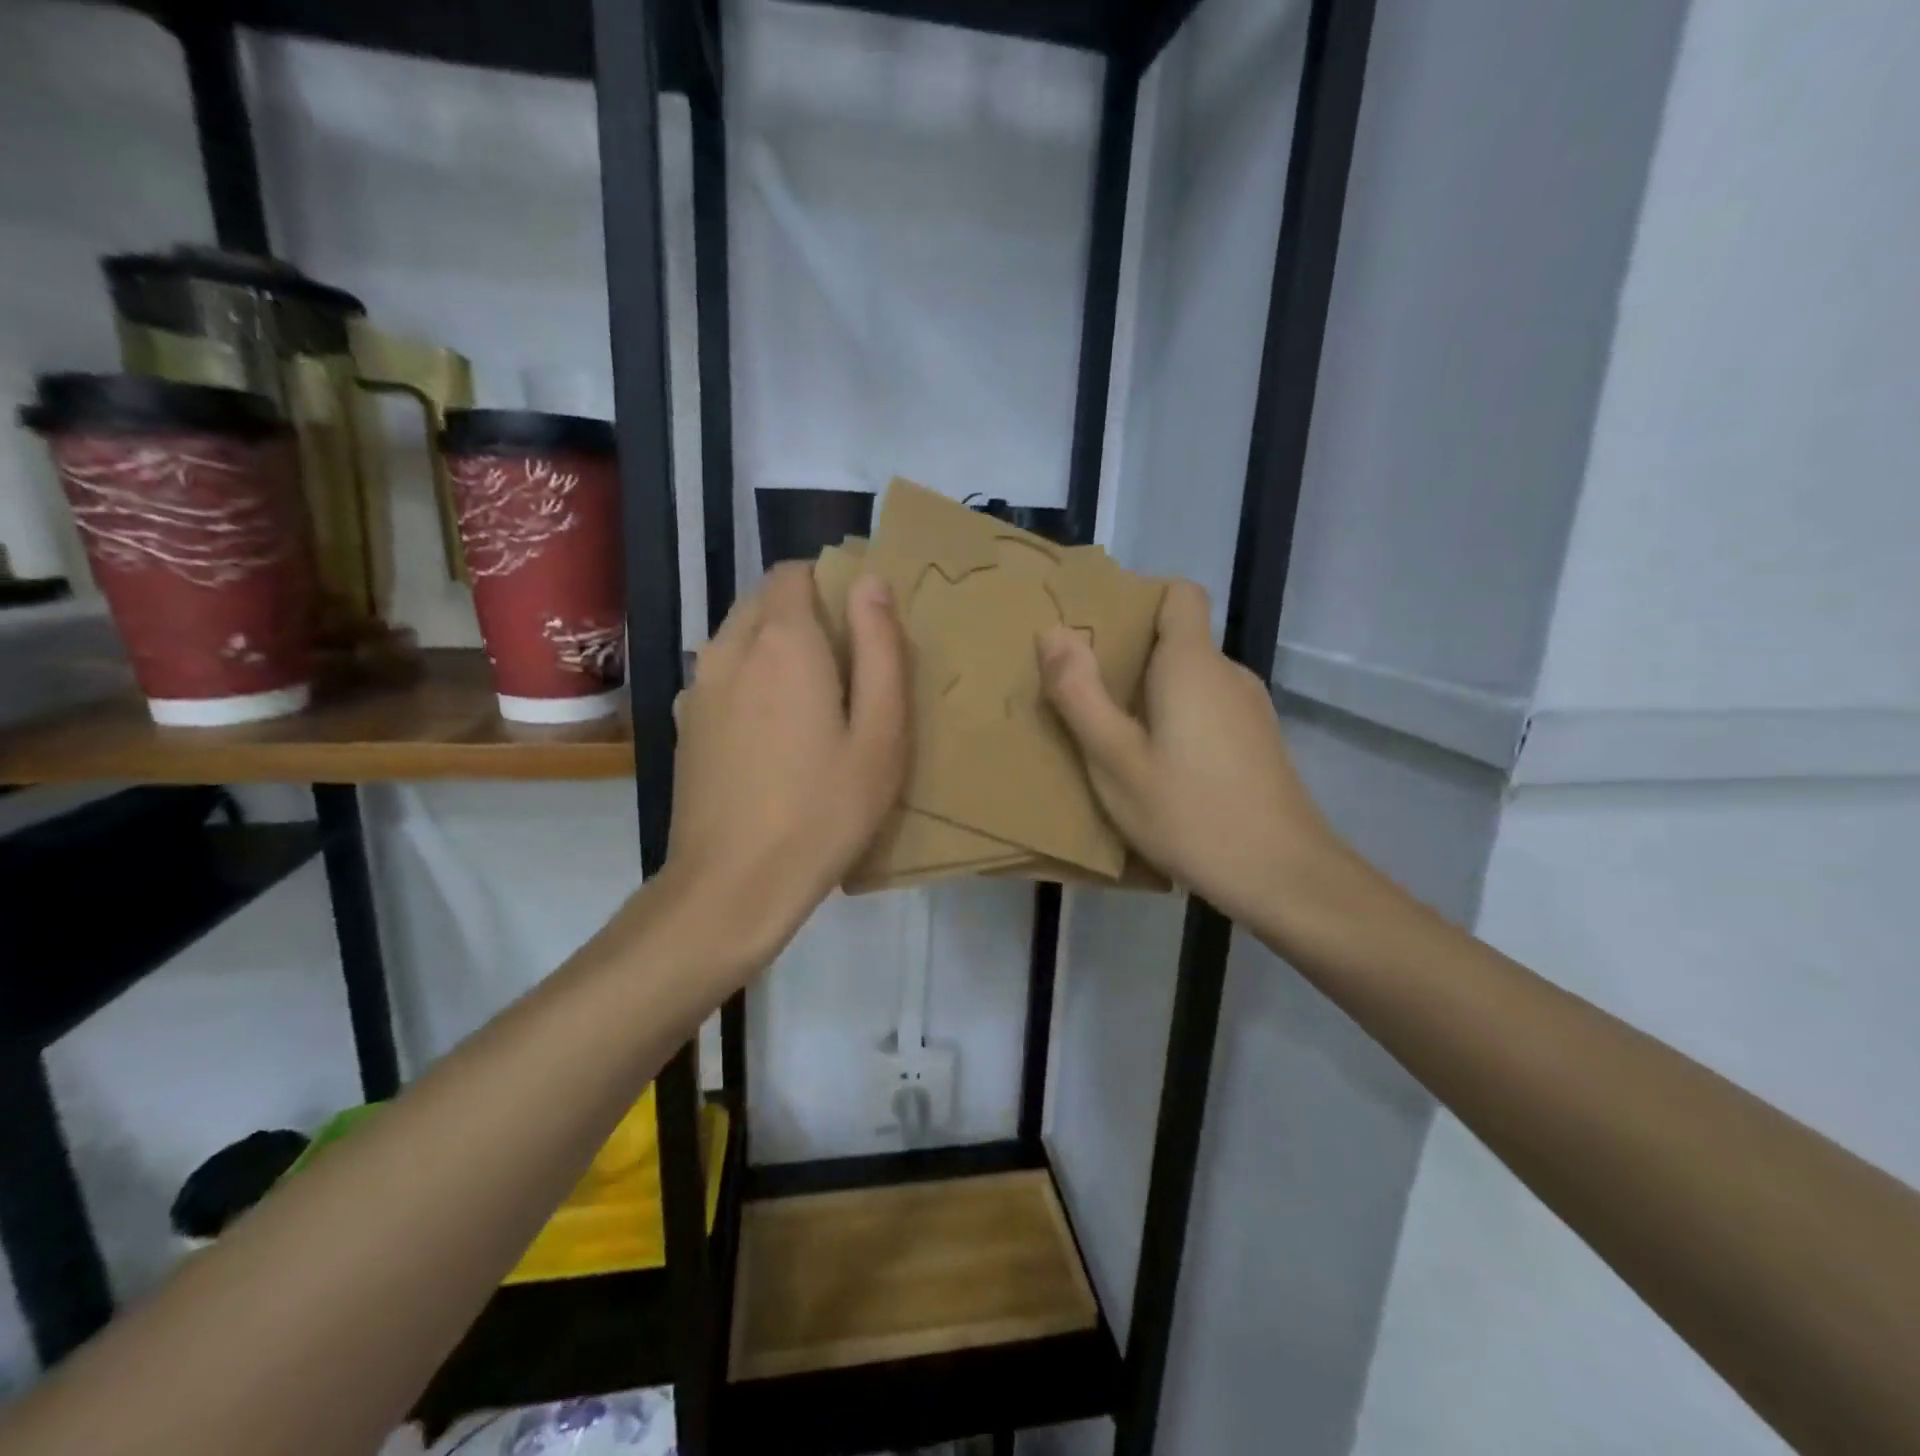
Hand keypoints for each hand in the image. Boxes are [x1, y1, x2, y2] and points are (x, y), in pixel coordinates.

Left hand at [662, 562, 907, 965]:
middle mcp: (729, 648)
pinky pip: (721, 676)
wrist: (733, 885)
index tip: (860, 623)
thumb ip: (880, 648)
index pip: (794, 572)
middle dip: (804, 614)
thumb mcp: (880, 733)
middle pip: (764, 601)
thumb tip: (871, 581)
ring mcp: (698, 687)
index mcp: (782, 641)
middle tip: (845, 669)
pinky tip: (771, 736)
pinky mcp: (685, 724)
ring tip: (810, 704)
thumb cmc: (824, 809)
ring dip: (774, 648)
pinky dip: (749, 681)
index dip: (829, 584)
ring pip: (739, 638)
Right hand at [1038, 580, 1347, 930]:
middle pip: (1178, 640)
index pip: (1180, 594)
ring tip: (1113, 739)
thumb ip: (1080, 693)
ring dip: (1151, 697)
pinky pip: (1207, 710)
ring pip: (1191, 680)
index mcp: (1193, 664)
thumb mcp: (1114, 759)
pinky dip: (1177, 723)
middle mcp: (1228, 673)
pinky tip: (1157, 770)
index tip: (1100, 636)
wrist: (1281, 875)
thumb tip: (1052, 632)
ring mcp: (1250, 709)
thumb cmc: (1188, 812)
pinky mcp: (1258, 742)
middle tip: (1085, 697)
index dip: (1140, 600)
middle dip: (1130, 658)